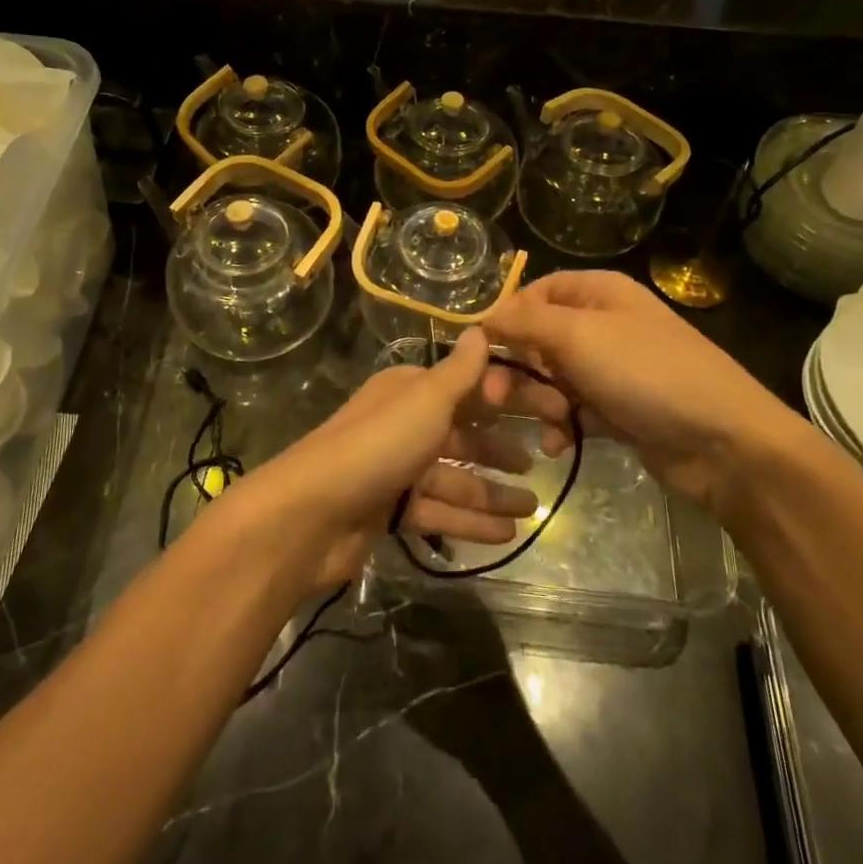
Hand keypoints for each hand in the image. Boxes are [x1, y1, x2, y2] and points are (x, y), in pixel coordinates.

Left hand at [226, 329, 539, 591]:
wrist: (311, 513)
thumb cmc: (378, 446)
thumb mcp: (426, 401)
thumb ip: (460, 372)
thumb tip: (479, 328)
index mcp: (409, 391)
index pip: (469, 389)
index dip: (510, 399)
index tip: (551, 411)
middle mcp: (402, 424)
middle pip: (462, 434)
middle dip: (501, 448)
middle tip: (544, 459)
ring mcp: (395, 470)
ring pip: (454, 479)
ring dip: (492, 493)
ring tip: (533, 507)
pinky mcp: (389, 511)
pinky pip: (439, 512)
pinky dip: (470, 522)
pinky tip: (506, 535)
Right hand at [481, 271, 827, 519]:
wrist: (723, 441)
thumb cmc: (646, 373)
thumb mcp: (578, 336)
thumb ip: (525, 322)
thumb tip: (484, 317)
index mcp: (599, 293)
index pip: (536, 293)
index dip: (507, 317)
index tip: (481, 350)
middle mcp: (604, 325)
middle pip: (540, 339)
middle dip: (519, 369)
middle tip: (496, 400)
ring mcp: (614, 370)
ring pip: (554, 379)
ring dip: (540, 402)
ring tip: (548, 423)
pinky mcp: (620, 410)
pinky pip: (575, 411)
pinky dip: (562, 426)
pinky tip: (557, 445)